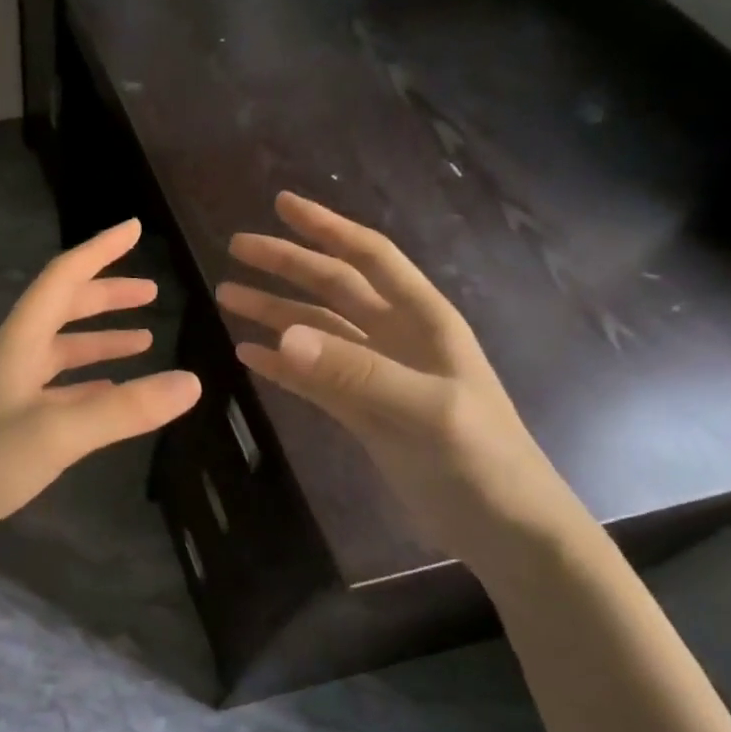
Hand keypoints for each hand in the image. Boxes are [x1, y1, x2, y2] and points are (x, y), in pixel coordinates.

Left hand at [0, 219, 201, 564]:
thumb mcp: (59, 432)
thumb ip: (125, 409)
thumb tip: (193, 382)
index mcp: (17, 344)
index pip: (61, 279)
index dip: (99, 251)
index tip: (134, 229)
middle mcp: (12, 358)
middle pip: (61, 310)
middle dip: (105, 296)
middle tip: (150, 293)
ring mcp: (8, 392)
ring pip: (61, 351)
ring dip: (100, 340)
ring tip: (144, 340)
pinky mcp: (9, 424)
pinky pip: (57, 389)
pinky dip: (88, 382)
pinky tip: (111, 392)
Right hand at [216, 192, 582, 566]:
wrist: (503, 527)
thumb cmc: (480, 458)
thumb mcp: (425, 409)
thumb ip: (354, 371)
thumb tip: (279, 336)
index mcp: (422, 320)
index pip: (368, 257)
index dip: (325, 228)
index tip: (281, 204)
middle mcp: (396, 337)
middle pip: (332, 287)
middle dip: (285, 264)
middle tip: (235, 248)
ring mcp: (375, 374)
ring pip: (316, 330)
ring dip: (274, 312)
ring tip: (227, 297)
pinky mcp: (360, 411)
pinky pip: (312, 377)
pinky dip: (281, 364)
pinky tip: (249, 355)